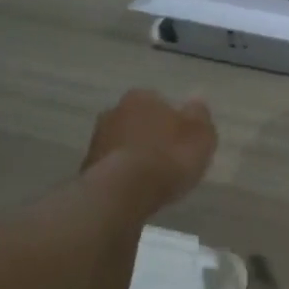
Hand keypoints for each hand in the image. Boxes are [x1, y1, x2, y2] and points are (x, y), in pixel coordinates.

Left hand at [82, 88, 217, 210]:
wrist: (124, 190)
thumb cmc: (168, 157)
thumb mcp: (200, 135)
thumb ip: (200, 116)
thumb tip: (196, 102)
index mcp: (142, 97)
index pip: (160, 102)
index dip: (173, 122)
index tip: (182, 142)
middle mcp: (114, 111)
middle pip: (138, 121)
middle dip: (150, 136)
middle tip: (167, 159)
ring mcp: (97, 139)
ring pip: (123, 143)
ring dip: (134, 155)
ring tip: (152, 179)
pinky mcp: (88, 167)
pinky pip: (113, 166)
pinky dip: (123, 174)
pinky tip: (135, 190)